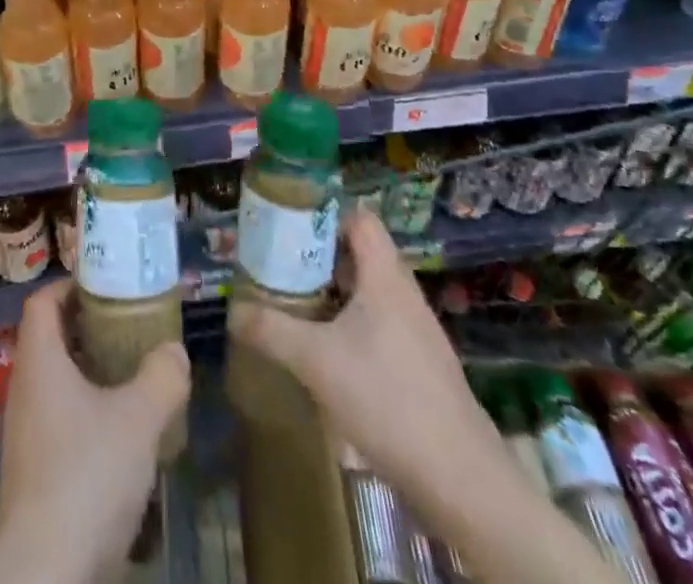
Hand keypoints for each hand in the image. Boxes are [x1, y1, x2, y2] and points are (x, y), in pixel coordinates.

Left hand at [0, 279, 190, 583]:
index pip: (42, 301)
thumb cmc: (86, 473)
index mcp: (38, 360)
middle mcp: (23, 388)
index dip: (69, 285)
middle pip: (49, 339)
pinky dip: (84, 413)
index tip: (104, 282)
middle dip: (86, 328)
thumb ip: (162, 376)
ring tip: (130, 375)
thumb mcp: (138, 418)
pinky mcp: (31, 472)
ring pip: (54, 383)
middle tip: (127, 324)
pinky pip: (57, 421)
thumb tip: (174, 350)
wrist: (44, 571)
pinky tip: (119, 433)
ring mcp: (23, 433)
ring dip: (87, 373)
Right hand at [226, 208, 509, 531]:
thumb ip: (270, 329)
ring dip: (334, 292)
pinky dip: (351, 324)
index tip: (288, 223)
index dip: (324, 213)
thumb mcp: (315, 360)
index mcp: (384, 276)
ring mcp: (417, 331)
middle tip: (280, 264)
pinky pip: (380, 325)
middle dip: (319, 256)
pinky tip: (327, 351)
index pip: (359, 218)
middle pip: (360, 254)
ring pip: (369, 292)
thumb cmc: (386, 398)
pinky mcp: (421, 365)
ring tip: (295, 303)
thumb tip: (232, 310)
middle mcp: (404, 294)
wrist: (461, 479)